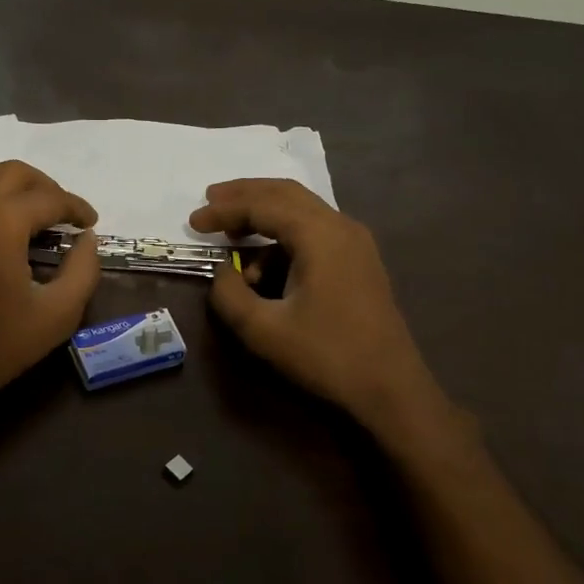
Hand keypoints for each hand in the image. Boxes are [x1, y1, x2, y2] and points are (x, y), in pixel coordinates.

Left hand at [0, 156, 99, 412]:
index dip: (76, 207)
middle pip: (12, 172)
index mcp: (2, 221)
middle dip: (44, 187)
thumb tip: (88, 241)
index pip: (49, 197)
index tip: (90, 223)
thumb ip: (83, 271)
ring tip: (17, 201)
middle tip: (61, 213)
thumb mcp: (58, 315)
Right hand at [190, 179, 447, 429]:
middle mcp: (341, 227)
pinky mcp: (359, 262)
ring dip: (264, 215)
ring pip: (302, 210)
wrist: (390, 389)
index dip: (224, 210)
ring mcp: (355, 243)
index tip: (193, 222)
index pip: (263, 206)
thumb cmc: (326, 356)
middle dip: (245, 195)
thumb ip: (230, 294)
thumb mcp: (263, 329)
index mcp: (320, 235)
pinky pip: (314, 231)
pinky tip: (265, 266)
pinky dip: (283, 236)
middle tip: (210, 200)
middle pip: (285, 194)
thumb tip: (224, 272)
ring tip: (231, 236)